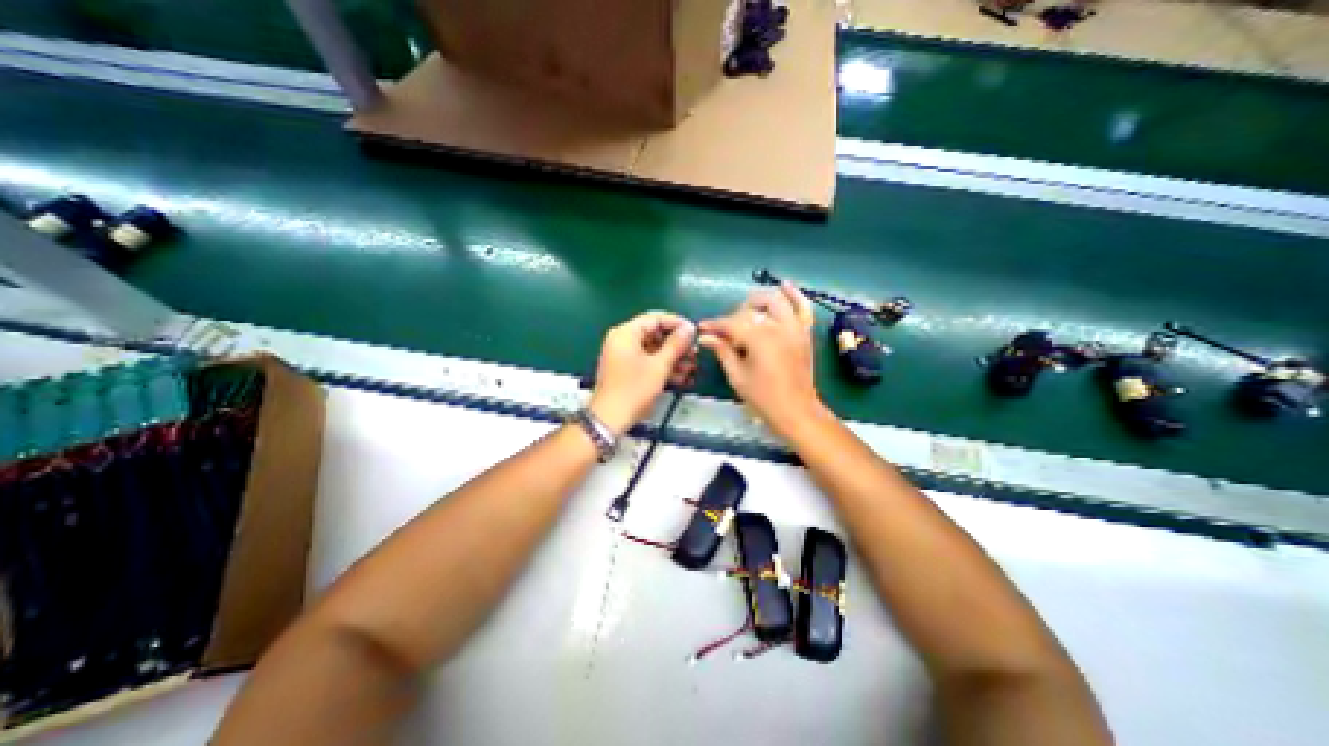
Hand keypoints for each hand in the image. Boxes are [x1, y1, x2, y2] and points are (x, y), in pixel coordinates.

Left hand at [589, 309, 698, 437]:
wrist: (611, 418)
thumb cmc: (633, 390)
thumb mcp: (660, 366)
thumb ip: (676, 344)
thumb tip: (688, 329)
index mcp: (626, 333)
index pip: (655, 317)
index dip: (677, 323)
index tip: (693, 332)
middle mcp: (622, 340)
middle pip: (654, 333)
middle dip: (676, 344)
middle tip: (694, 352)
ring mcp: (623, 354)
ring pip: (653, 348)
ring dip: (672, 357)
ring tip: (691, 367)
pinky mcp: (626, 368)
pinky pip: (647, 360)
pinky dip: (662, 365)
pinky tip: (680, 376)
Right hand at [698, 283, 822, 436]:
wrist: (796, 411)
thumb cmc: (763, 397)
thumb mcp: (737, 376)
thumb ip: (723, 351)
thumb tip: (705, 337)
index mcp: (760, 339)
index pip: (732, 324)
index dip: (715, 325)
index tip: (703, 328)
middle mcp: (779, 327)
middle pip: (752, 310)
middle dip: (735, 316)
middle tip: (726, 331)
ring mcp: (795, 328)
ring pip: (776, 301)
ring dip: (759, 301)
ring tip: (747, 309)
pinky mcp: (805, 333)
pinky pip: (803, 307)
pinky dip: (794, 295)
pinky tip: (784, 285)